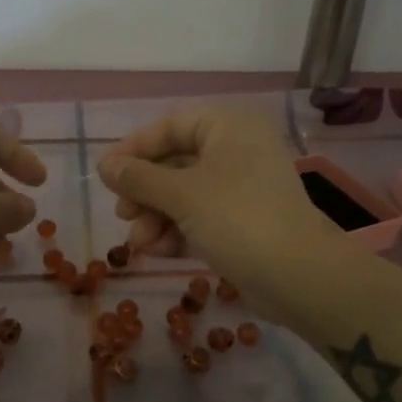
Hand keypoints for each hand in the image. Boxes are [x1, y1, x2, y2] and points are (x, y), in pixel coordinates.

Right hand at [97, 109, 346, 307]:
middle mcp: (236, 151)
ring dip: (156, 218)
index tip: (106, 173)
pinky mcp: (243, 223)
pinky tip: (158, 252)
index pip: (171, 126)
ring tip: (139, 244)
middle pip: (175, 163)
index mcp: (228, 127)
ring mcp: (242, 189)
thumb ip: (139, 178)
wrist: (296, 275)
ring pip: (185, 195)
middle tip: (122, 214)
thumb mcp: (181, 195)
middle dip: (145, 193)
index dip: (135, 148)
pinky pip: (200, 219)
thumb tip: (105, 166)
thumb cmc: (237, 219)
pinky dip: (177, 232)